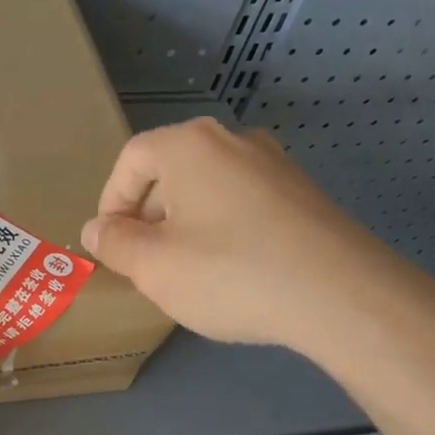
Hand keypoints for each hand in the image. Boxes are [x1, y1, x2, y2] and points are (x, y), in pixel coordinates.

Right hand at [81, 116, 434, 361]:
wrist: (338, 293)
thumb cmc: (228, 273)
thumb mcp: (153, 266)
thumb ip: (114, 243)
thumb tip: (96, 229)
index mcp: (190, 145)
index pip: (131, 160)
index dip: (111, 202)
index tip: (111, 246)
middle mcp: (234, 141)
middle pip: (171, 171)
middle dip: (148, 217)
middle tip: (144, 264)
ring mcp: (275, 165)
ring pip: (208, 190)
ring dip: (184, 226)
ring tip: (185, 272)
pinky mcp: (302, 195)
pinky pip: (243, 205)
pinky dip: (222, 231)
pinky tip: (230, 272)